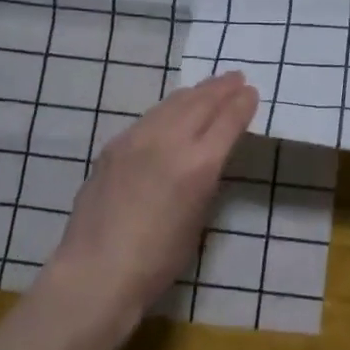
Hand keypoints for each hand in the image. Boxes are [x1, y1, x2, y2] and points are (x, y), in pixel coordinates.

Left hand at [36, 72, 258, 343]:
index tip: (252, 93)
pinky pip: (150, 117)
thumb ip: (205, 179)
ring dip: (196, 92)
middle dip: (222, 88)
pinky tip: (173, 110)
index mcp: (199, 164)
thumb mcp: (198, 218)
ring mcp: (138, 139)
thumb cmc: (158, 261)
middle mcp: (170, 141)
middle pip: (202, 102)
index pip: (228, 120)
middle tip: (237, 77)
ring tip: (209, 87)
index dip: (243, 104)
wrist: (97, 271)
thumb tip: (207, 157)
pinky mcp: (114, 145)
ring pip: (173, 103)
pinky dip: (169, 108)